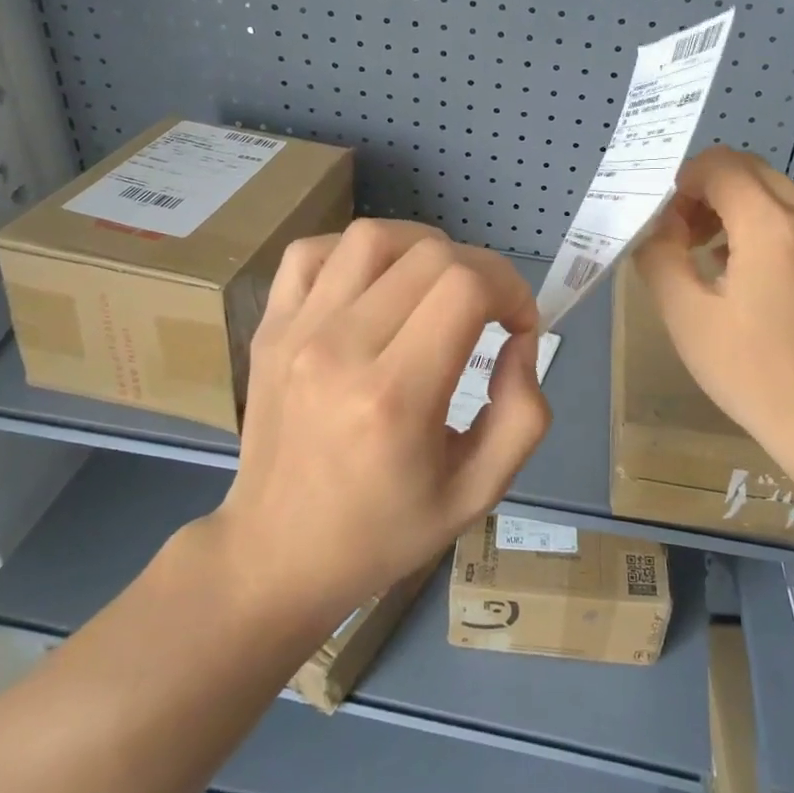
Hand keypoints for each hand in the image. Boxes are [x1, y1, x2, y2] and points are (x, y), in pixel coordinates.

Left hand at [211, 219, 550, 617]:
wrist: (275, 555)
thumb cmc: (382, 532)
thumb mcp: (477, 494)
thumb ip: (522, 415)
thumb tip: (519, 342)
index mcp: (395, 398)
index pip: (465, 288)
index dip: (511, 289)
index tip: (519, 324)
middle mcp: (340, 350)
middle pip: (430, 255)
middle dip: (481, 269)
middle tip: (490, 309)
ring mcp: (296, 332)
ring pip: (372, 237)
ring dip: (424, 248)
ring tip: (439, 285)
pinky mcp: (270, 327)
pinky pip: (312, 252)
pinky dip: (356, 251)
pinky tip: (377, 284)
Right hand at [633, 147, 793, 473]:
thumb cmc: (752, 371)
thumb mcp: (685, 315)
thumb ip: (659, 257)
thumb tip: (660, 230)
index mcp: (772, 224)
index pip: (720, 164)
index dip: (684, 182)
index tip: (668, 222)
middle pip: (751, 171)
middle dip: (709, 192)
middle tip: (685, 237)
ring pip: (778, 194)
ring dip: (738, 209)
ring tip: (714, 259)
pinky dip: (769, 229)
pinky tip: (755, 279)